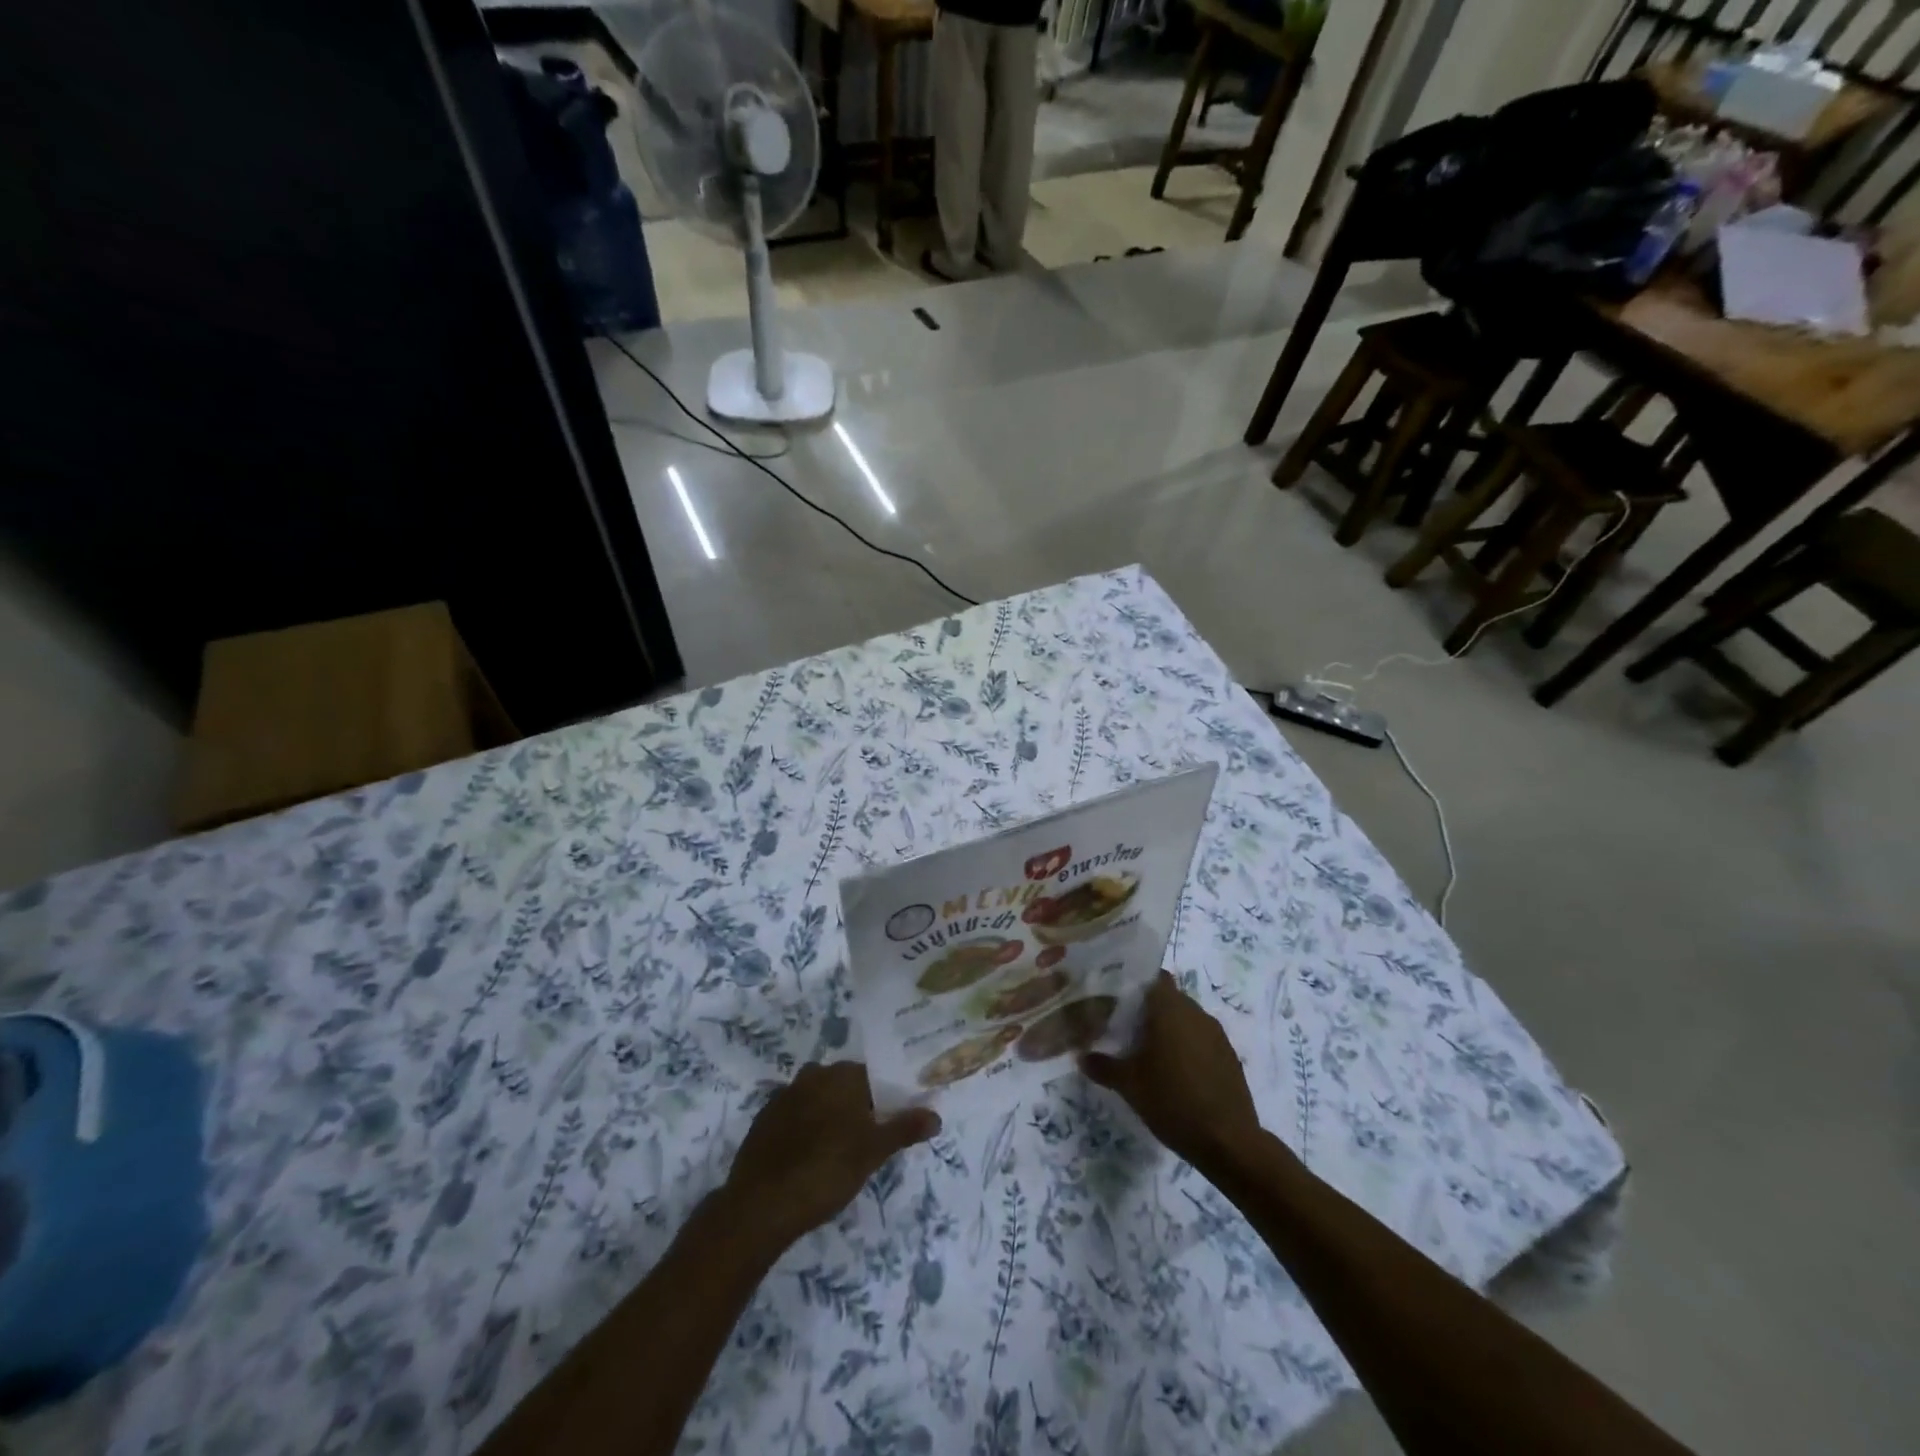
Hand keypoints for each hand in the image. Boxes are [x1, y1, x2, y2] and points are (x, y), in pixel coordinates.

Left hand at [722, 1062, 939, 1250]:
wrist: (760, 1205)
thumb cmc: (826, 1171)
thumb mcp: (873, 1153)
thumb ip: (904, 1129)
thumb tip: (936, 1115)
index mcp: (841, 1076)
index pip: (872, 1075)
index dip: (884, 1098)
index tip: (890, 1122)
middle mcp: (812, 1075)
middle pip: (844, 1085)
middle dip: (857, 1106)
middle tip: (868, 1140)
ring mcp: (784, 1095)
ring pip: (818, 1098)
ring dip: (830, 1116)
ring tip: (839, 1152)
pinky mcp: (763, 1119)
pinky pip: (795, 1115)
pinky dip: (805, 1128)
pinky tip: (809, 1157)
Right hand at [1081, 971, 1264, 1174]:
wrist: (1228, 1142)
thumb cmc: (1172, 1101)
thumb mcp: (1129, 1085)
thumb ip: (1103, 1066)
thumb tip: (1081, 1057)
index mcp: (1170, 1009)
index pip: (1154, 977)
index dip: (1136, 982)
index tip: (1118, 997)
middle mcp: (1196, 1013)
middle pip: (1170, 998)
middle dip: (1149, 1009)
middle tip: (1126, 1028)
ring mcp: (1217, 1035)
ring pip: (1187, 1019)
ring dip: (1171, 1029)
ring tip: (1150, 1052)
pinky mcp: (1230, 1057)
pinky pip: (1203, 1039)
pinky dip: (1188, 1047)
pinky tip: (1176, 1072)